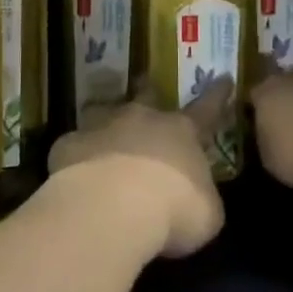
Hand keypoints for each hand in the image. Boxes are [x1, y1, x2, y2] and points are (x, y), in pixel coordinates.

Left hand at [47, 98, 225, 259]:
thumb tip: (195, 194)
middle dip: (149, 91)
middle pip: (147, 97)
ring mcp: (102, 126)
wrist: (110, 209)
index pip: (206, 109)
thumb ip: (202, 196)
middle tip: (146, 84)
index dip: (217, 95)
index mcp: (180, 132)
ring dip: (107, 123)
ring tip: (103, 135)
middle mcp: (141, 119)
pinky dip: (77, 157)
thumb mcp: (206, 213)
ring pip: (103, 113)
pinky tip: (75, 176)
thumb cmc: (172, 210)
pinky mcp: (69, 144)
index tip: (224, 78)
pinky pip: (74, 146)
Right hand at [248, 71, 292, 189]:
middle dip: (288, 112)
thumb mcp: (273, 162)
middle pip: (284, 93)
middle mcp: (290, 78)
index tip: (261, 135)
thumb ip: (268, 148)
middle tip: (292, 137)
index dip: (256, 118)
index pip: (253, 101)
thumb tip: (272, 144)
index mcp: (263, 92)